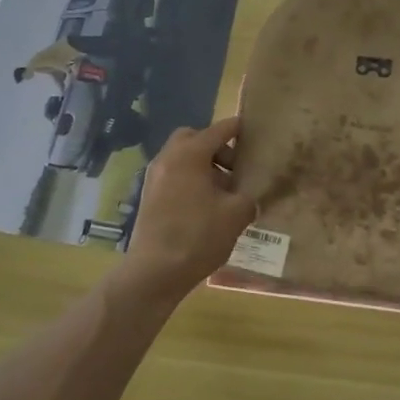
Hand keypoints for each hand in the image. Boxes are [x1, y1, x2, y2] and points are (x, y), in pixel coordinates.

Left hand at [121, 116, 256, 301]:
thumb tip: (249, 198)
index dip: (237, 128)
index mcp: (190, 154)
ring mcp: (154, 177)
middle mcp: (168, 158)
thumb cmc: (198, 235)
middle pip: (193, 139)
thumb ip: (248, 198)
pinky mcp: (149, 197)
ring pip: (181, 158)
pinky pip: (173, 176)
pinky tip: (205, 206)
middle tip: (234, 168)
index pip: (218, 130)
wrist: (154, 271)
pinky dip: (190, 180)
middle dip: (215, 147)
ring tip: (224, 192)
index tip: (251, 129)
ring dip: (203, 166)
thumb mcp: (235, 216)